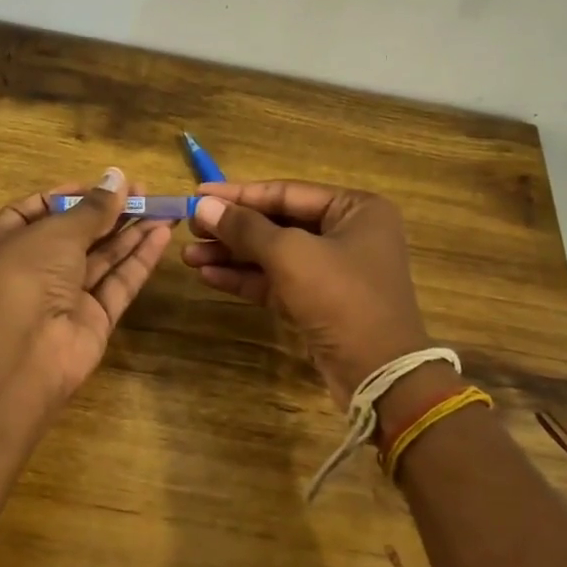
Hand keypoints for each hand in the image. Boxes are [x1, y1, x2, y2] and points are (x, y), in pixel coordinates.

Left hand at [0, 168, 171, 400]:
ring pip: (102, 259)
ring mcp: (64, 298)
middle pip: (76, 235)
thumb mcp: (57, 231)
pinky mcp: (93, 321)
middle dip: (109, 213)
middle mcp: (35, 270)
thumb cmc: (24, 274)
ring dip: (131, 233)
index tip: (101, 185)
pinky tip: (162, 235)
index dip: (67, 196)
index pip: (36, 212)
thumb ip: (93, 208)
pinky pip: (118, 284)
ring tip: (164, 208)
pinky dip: (139, 261)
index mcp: (8, 243)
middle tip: (145, 192)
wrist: (19, 352)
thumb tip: (118, 177)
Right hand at [182, 180, 431, 406]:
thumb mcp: (290, 254)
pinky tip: (208, 275)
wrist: (377, 373)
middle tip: (190, 227)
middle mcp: (347, 234)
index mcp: (355, 209)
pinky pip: (277, 281)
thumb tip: (203, 204)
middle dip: (232, 228)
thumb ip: (245, 228)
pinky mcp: (319, 302)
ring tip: (188, 255)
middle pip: (278, 223)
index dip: (239, 194)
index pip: (286, 193)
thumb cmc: (340, 297)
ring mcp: (333, 270)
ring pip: (274, 254)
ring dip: (232, 255)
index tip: (197, 193)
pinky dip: (245, 278)